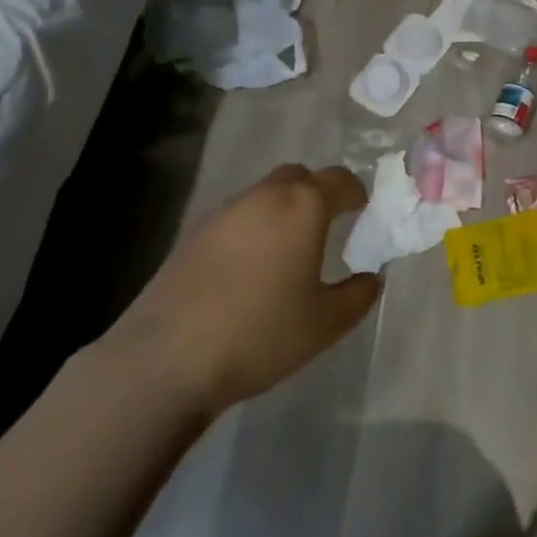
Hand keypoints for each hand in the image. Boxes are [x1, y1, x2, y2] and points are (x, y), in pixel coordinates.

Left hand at [105, 164, 380, 422]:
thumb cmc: (260, 334)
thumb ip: (358, 296)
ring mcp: (224, 212)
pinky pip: (236, 218)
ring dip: (281, 210)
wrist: (165, 360)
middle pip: (299, 177)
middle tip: (325, 226)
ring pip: (264, 195)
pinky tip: (248, 270)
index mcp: (304, 206)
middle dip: (317, 193)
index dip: (356, 194)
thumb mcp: (325, 324)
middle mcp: (265, 196)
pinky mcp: (193, 234)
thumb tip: (371, 278)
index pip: (340, 180)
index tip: (362, 213)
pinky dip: (251, 229)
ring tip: (286, 251)